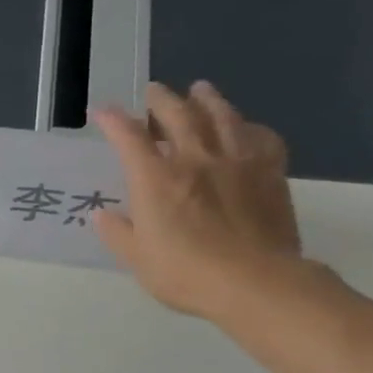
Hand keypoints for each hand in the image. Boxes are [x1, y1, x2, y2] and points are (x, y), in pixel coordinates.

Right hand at [92, 80, 306, 323]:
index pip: (129, 138)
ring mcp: (237, 162)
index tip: (102, 111)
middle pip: (179, 115)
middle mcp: (195, 160)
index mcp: (156, 180)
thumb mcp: (137, 258)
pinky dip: (249, 126)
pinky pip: (262, 138)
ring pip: (222, 117)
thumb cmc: (185, 273)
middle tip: (154, 91)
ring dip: (208, 99)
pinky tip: (245, 127)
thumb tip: (102, 214)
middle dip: (161, 100)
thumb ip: (118, 232)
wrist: (256, 283)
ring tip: (200, 89)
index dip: (113, 120)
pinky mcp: (270, 173)